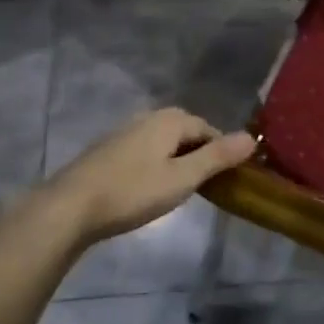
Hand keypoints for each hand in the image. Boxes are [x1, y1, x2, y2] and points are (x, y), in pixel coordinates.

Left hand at [36, 109, 256, 244]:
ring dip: (177, 161)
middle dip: (199, 154)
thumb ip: (217, 157)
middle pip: (186, 132)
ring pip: (164, 142)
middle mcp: (148, 117)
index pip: (208, 129)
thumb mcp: (182, 178)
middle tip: (206, 187)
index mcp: (170, 120)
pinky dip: (156, 165)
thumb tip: (252, 137)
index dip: (222, 152)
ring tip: (180, 190)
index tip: (228, 180)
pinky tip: (150, 188)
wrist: (71, 206)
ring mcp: (125, 132)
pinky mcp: (109, 150)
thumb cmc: (132, 192)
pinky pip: (145, 151)